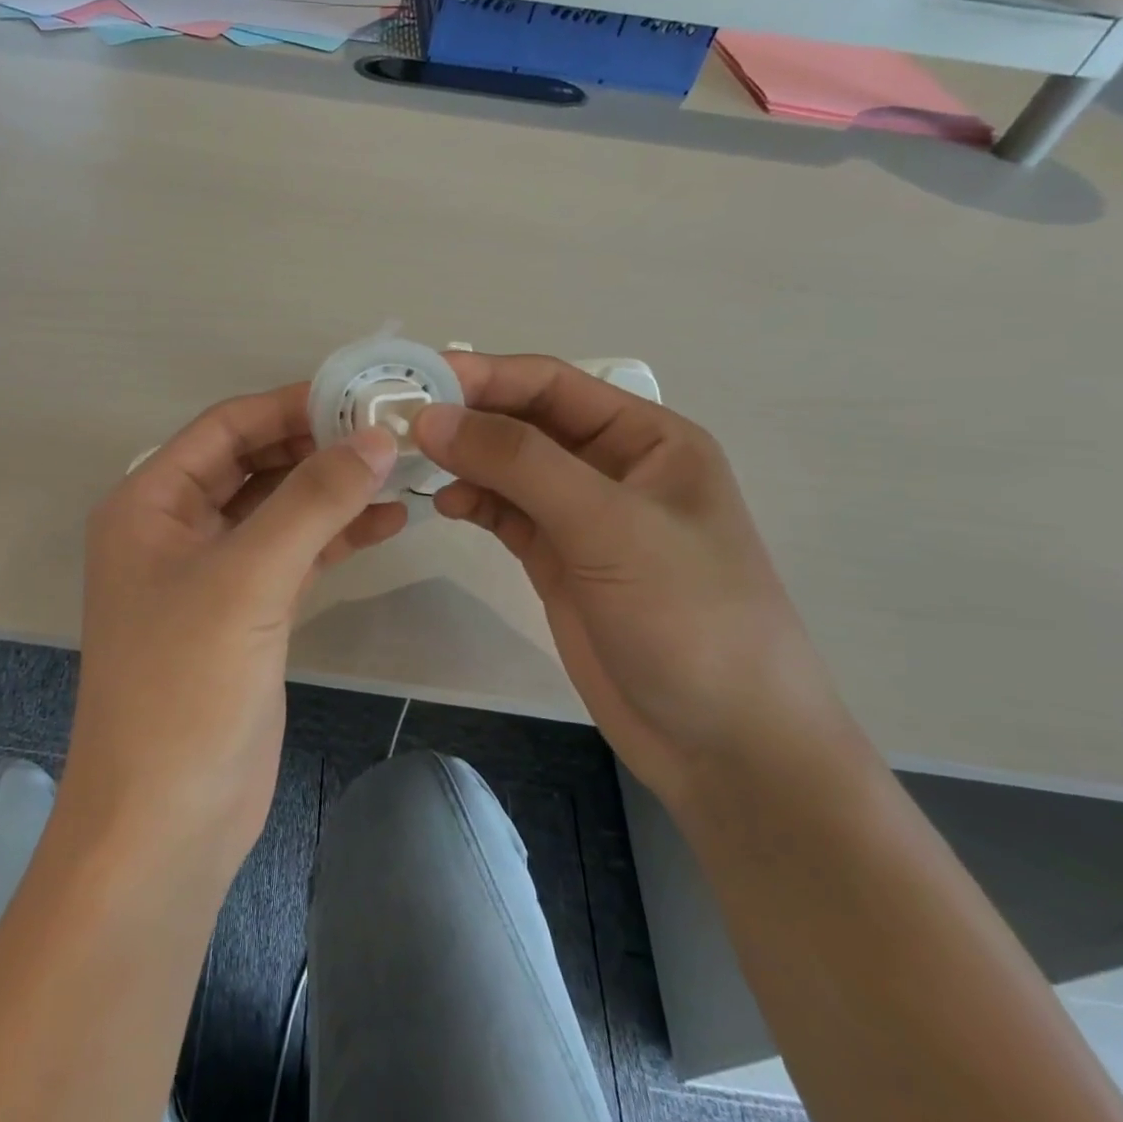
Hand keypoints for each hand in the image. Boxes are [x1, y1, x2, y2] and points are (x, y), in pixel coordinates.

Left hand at [68, 386, 405, 879]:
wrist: (165, 824)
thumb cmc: (186, 688)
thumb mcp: (248, 579)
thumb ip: (312, 501)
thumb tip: (376, 437)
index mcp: (150, 503)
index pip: (226, 427)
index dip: (290, 406)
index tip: (360, 394)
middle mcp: (174, 528)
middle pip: (253, 464)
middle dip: (317, 447)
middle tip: (390, 432)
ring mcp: (210, 574)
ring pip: (277, 510)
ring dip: (331, 491)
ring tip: (401, 472)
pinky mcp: (244, 615)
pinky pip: (291, 555)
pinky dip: (333, 537)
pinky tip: (386, 524)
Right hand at [413, 354, 846, 805]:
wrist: (725, 746)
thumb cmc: (689, 617)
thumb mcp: (609, 526)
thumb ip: (519, 463)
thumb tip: (432, 416)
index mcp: (647, 438)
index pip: (552, 384)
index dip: (484, 375)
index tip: (416, 378)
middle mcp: (613, 466)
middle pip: (524, 421)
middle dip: (466, 417)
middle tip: (397, 421)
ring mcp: (583, 516)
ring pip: (509, 468)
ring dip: (463, 460)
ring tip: (411, 463)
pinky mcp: (559, 560)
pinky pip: (505, 513)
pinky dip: (473, 502)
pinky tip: (445, 504)